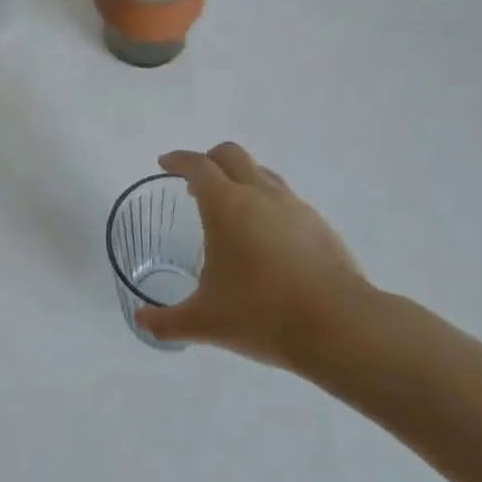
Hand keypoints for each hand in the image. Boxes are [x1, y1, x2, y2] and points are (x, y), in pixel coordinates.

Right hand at [137, 144, 373, 370]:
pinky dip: (267, 204)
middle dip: (209, 160)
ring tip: (232, 210)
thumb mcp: (206, 322)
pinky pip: (285, 199)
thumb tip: (141, 322)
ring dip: (241, 179)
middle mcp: (259, 193)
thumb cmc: (262, 314)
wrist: (340, 326)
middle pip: (231, 154)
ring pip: (261, 173)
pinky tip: (266, 238)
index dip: (178, 160)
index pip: (197, 165)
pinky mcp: (319, 224)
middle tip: (196, 185)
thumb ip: (167, 321)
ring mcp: (293, 206)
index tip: (165, 164)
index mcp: (226, 204)